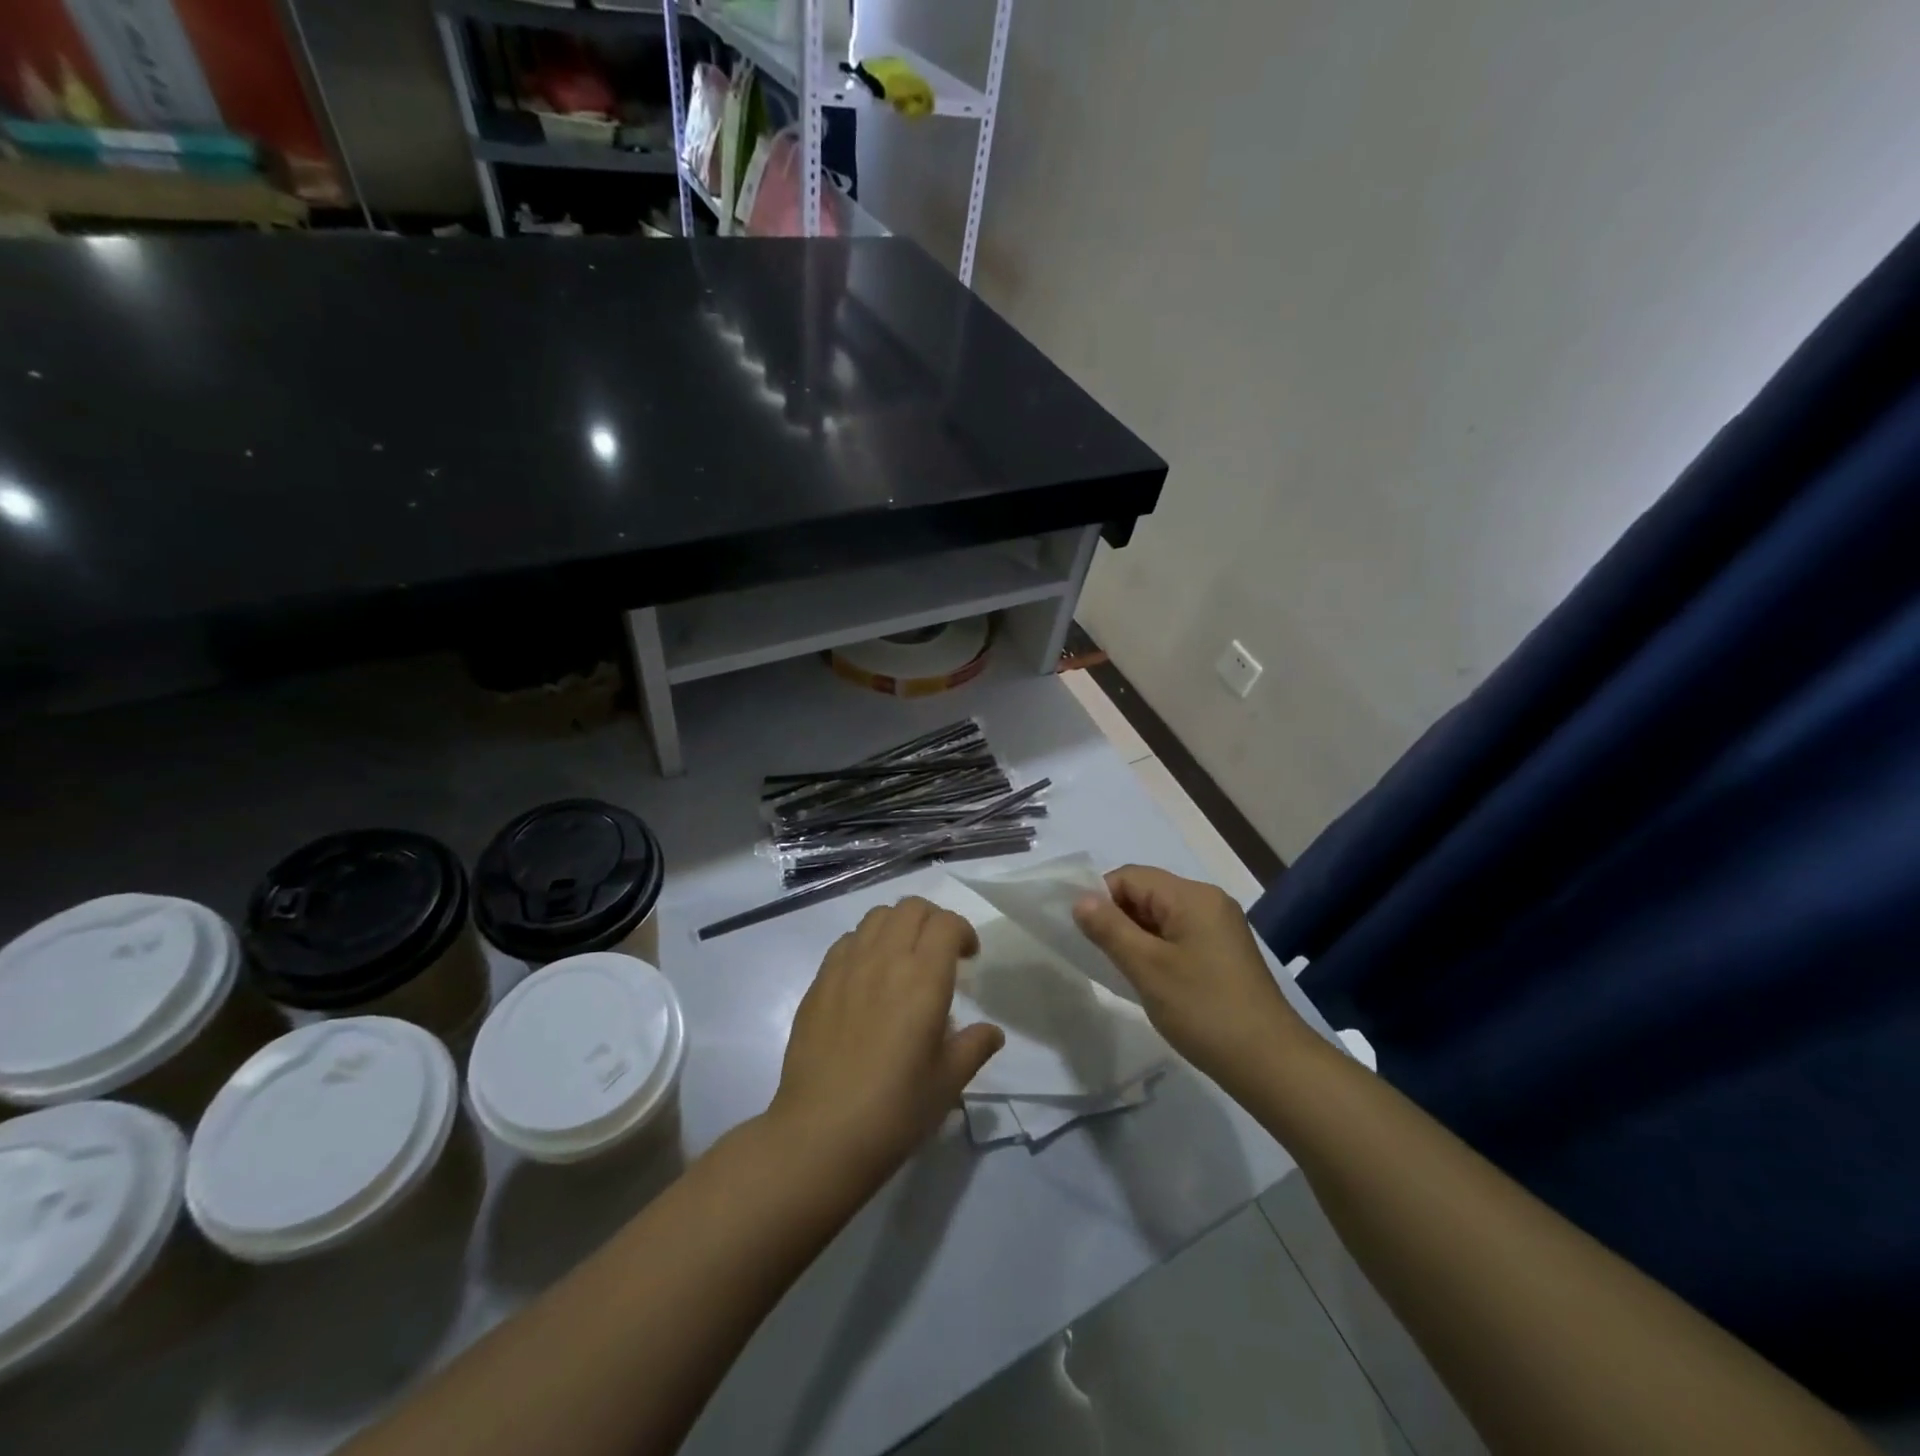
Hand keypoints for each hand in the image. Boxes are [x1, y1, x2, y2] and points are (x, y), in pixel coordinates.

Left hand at [771, 897, 1004, 1183]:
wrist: (822, 1134)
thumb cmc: (895, 1110)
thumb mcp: (948, 1083)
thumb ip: (974, 1047)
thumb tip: (992, 1032)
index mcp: (923, 978)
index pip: (946, 923)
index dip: (963, 931)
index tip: (968, 958)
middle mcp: (884, 959)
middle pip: (910, 908)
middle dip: (932, 919)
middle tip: (940, 951)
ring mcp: (846, 967)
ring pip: (876, 916)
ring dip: (898, 925)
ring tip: (903, 958)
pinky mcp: (819, 982)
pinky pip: (847, 941)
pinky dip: (865, 943)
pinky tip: (868, 978)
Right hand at [1072, 865, 1314, 1082]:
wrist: (1269, 1063)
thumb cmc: (1204, 1010)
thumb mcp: (1147, 968)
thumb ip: (1109, 929)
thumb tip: (1080, 900)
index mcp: (1192, 896)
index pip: (1131, 877)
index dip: (1101, 898)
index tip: (1085, 934)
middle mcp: (1208, 901)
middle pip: (1147, 892)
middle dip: (1118, 917)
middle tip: (1101, 955)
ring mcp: (1220, 927)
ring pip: (1161, 916)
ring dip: (1136, 935)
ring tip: (1123, 969)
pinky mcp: (1224, 951)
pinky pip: (1178, 934)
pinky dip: (1157, 948)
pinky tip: (1150, 978)